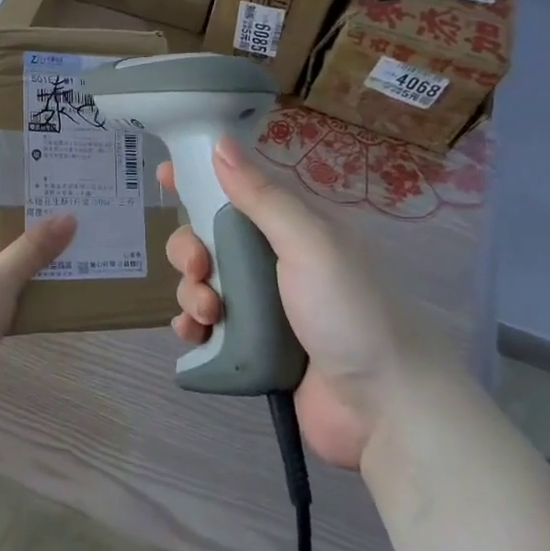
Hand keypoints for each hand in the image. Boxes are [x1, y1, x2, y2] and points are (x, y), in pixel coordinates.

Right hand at [160, 136, 405, 467]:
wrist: (385, 408)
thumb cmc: (349, 311)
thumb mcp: (310, 243)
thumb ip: (262, 196)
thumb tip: (220, 143)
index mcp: (293, 228)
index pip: (239, 190)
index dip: (200, 179)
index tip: (164, 175)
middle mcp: (274, 261)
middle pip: (209, 239)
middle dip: (190, 249)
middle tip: (200, 268)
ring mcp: (262, 306)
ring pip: (203, 283)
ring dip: (191, 292)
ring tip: (208, 314)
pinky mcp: (250, 347)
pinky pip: (205, 326)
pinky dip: (191, 325)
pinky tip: (192, 334)